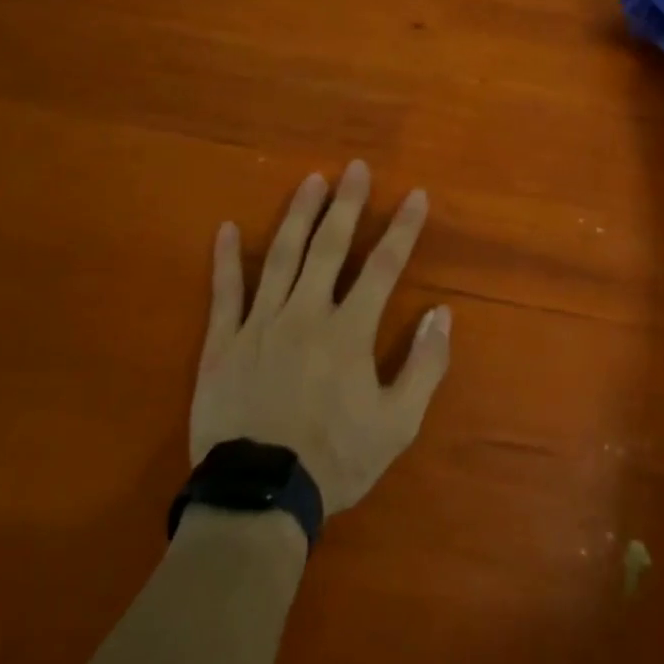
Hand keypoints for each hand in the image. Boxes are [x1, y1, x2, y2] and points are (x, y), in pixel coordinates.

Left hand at [192, 161, 451, 516]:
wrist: (259, 496)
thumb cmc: (335, 459)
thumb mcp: (398, 424)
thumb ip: (424, 365)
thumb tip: (441, 314)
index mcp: (349, 331)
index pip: (383, 267)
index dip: (403, 228)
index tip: (416, 195)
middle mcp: (305, 313)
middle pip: (329, 247)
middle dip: (347, 204)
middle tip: (356, 167)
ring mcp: (259, 323)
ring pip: (280, 256)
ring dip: (298, 215)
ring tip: (311, 180)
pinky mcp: (222, 342)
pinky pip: (223, 292)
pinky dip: (225, 259)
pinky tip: (227, 228)